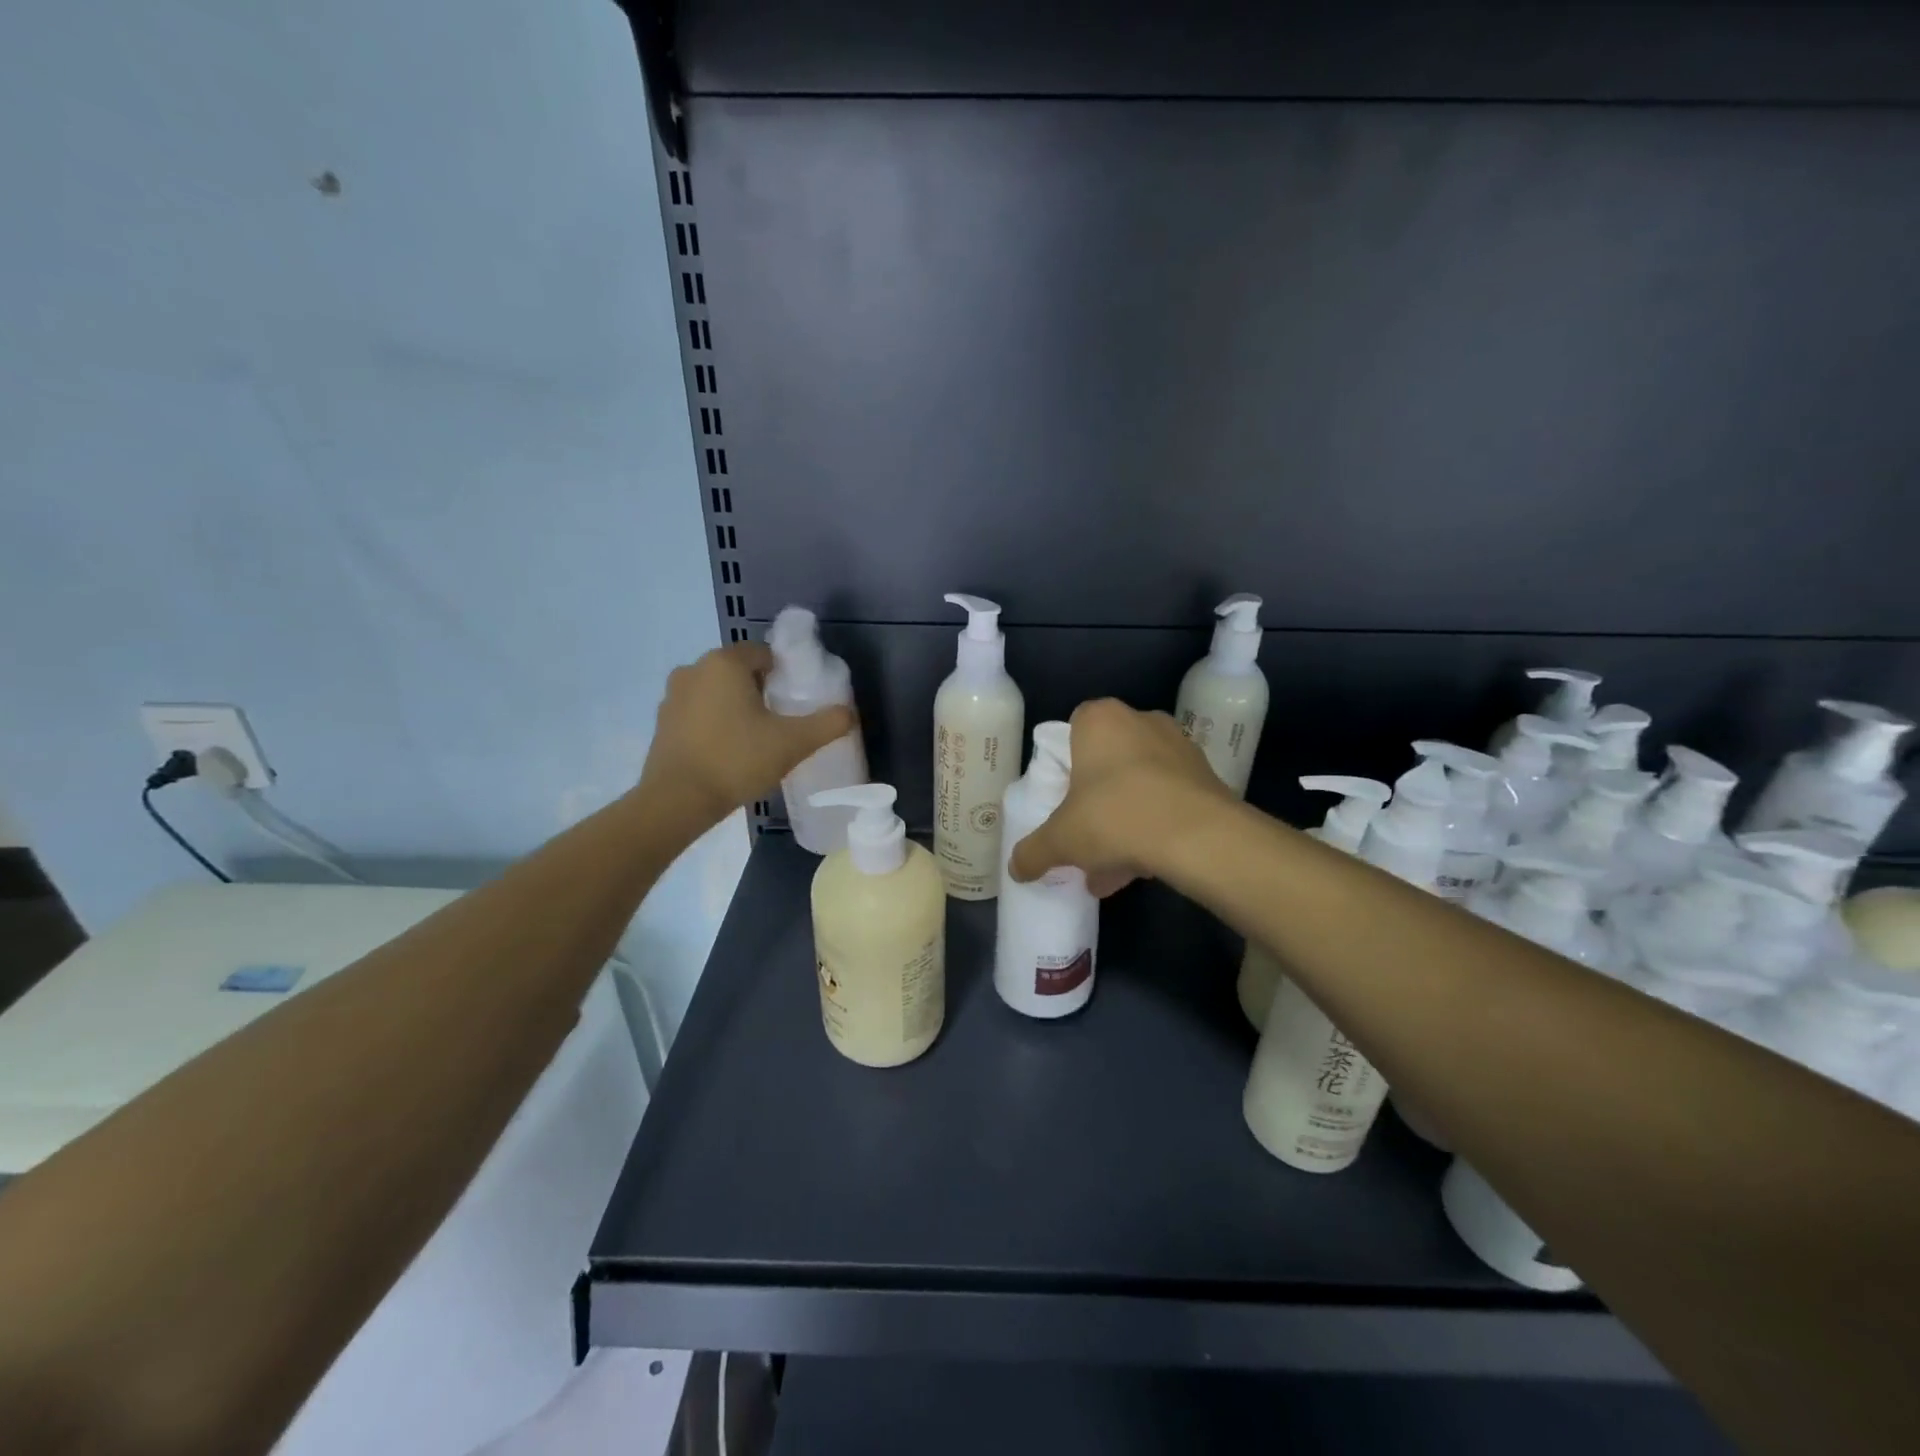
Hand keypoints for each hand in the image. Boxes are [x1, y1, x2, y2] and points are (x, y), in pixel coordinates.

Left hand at [637, 642, 856, 827]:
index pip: (764, 654)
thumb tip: (849, 713)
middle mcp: (694, 669)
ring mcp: (673, 696)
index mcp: (725, 663)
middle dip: (760, 690)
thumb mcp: (794, 742)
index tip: (795, 702)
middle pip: (739, 671)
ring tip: (754, 739)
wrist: (678, 800)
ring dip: (735, 706)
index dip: (784, 675)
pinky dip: (713, 723)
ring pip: (716, 692)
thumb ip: (827, 723)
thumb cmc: (737, 760)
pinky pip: (697, 712)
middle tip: (779, 722)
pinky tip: (727, 751)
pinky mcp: (662, 723)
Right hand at [1007, 698, 1231, 896]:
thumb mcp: (1061, 840)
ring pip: (1140, 784)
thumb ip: (1033, 852)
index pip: (1073, 729)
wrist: (1199, 837)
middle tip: (1087, 837)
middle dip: (1096, 802)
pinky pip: (1168, 799)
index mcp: (1100, 720)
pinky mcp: (1207, 776)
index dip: (1065, 765)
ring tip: (1114, 868)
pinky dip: (1155, 826)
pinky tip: (1144, 865)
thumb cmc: (1115, 817)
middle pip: (1108, 761)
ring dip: (1125, 820)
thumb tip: (1015, 869)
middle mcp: (1142, 721)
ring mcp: (1179, 746)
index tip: (1063, 799)